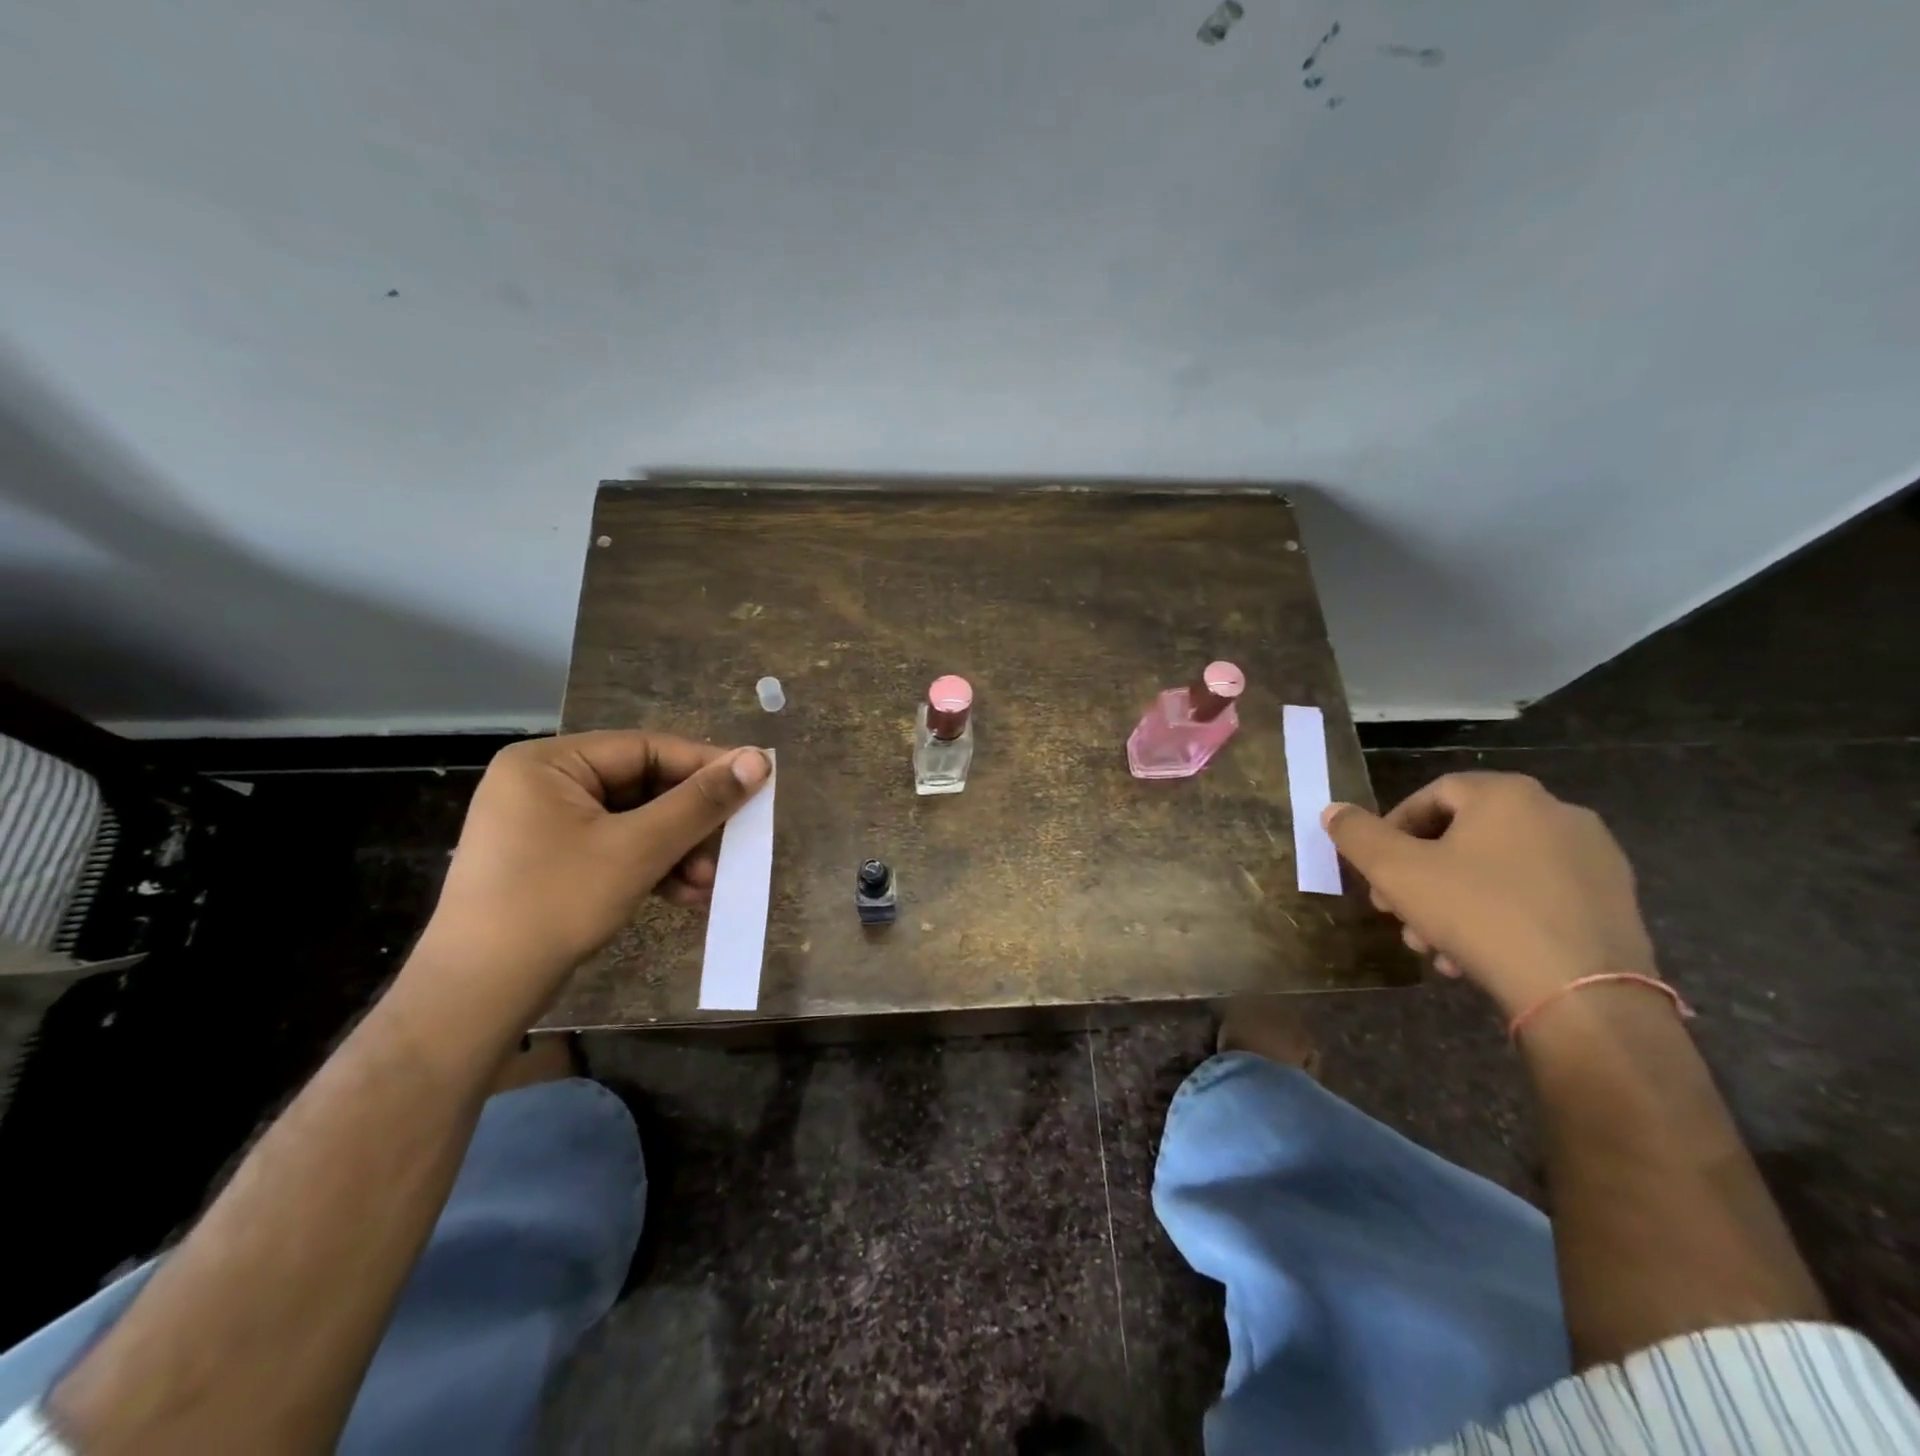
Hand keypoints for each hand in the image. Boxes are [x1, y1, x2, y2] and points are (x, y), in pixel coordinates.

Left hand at [411, 732, 770, 1021]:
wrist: (476, 997)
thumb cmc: (554, 905)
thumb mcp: (637, 849)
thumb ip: (699, 802)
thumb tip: (759, 759)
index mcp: (549, 762)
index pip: (646, 749)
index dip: (705, 766)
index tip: (756, 783)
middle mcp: (543, 783)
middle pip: (642, 787)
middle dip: (690, 823)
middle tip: (732, 845)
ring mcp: (543, 824)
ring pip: (634, 822)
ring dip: (677, 851)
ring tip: (708, 882)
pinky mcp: (550, 861)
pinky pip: (615, 848)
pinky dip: (651, 868)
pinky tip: (684, 894)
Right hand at [1322, 772, 1656, 1016]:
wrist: (1584, 995)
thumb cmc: (1479, 915)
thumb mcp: (1396, 872)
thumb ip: (1357, 835)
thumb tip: (1334, 811)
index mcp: (1507, 795)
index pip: (1431, 795)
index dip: (1392, 830)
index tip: (1375, 871)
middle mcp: (1557, 813)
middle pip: (1463, 836)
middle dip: (1420, 876)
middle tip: (1396, 912)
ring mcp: (1593, 858)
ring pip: (1497, 871)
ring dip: (1452, 901)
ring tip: (1432, 944)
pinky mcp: (1615, 902)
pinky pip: (1536, 897)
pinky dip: (1498, 917)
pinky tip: (1475, 957)